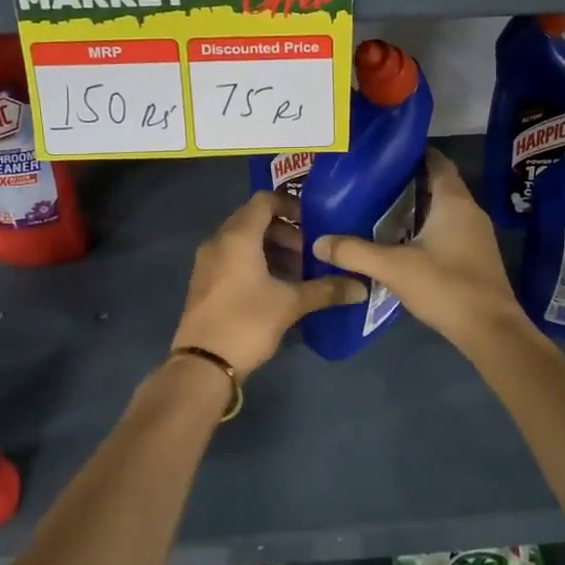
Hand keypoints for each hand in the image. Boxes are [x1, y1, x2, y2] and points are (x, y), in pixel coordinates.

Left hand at [172, 191, 365, 377]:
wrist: (203, 364)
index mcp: (238, 236)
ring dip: (271, 249)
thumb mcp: (291, 304)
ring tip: (297, 272)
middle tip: (309, 252)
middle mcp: (219, 241)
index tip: (314, 222)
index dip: (290, 205)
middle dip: (285, 231)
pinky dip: (255, 262)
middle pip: (254, 219)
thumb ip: (326, 290)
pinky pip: (232, 258)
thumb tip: (361, 287)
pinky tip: (276, 287)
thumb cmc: (247, 322)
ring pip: (243, 241)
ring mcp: (208, 262)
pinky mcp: (204, 282)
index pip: (264, 200)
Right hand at [312, 151, 527, 348]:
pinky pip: (448, 230)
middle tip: (373, 182)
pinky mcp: (476, 256)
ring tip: (381, 209)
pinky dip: (427, 228)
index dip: (414, 153)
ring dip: (418, 207)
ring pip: (444, 210)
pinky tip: (402, 241)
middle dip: (409, 182)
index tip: (384, 154)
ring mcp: (476, 235)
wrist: (490, 330)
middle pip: (439, 185)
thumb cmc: (446, 286)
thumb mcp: (394, 268)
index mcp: (454, 202)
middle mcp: (470, 211)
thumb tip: (318, 241)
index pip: (437, 162)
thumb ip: (355, 252)